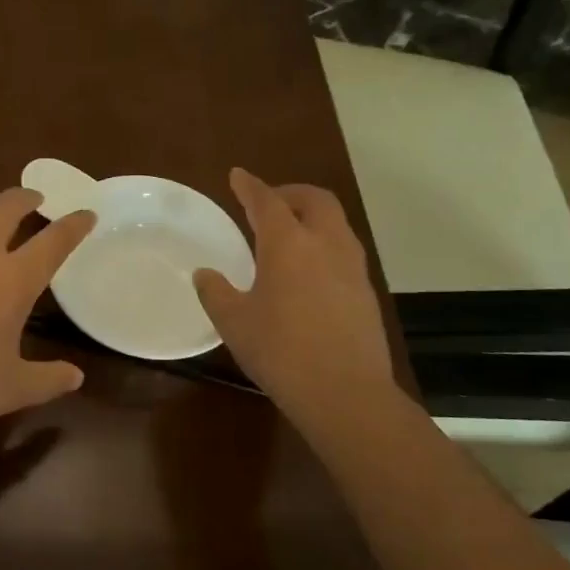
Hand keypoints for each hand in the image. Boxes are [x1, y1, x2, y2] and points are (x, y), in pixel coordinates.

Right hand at [193, 168, 397, 409]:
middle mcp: (325, 244)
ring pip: (335, 223)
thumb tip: (204, 274)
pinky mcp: (365, 291)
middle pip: (314, 200)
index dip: (250, 186)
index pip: (267, 201)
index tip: (237, 175)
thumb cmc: (281, 351)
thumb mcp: (234, 322)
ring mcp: (352, 267)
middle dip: (289, 193)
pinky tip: (308, 271)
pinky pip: (343, 250)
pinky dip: (323, 243)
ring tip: (288, 234)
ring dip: (311, 217)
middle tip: (267, 203)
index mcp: (289, 244)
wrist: (346, 393)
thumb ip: (216, 292)